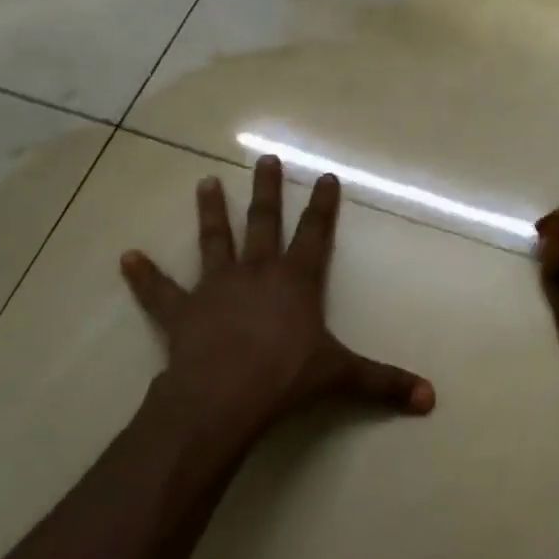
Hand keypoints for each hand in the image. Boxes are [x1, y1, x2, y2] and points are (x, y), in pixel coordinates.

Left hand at [119, 155, 434, 445]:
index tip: (326, 176)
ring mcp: (217, 288)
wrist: (225, 396)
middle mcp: (257, 273)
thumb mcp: (342, 378)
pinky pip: (160, 291)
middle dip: (267, 191)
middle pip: (264, 222)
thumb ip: (384, 383)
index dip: (324, 206)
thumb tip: (431, 399)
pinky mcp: (183, 311)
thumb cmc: (287, 377)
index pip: (316, 234)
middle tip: (265, 159)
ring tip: (205, 183)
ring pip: (214, 241)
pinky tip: (127, 257)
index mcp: (296, 281)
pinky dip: (144, 275)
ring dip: (211, 212)